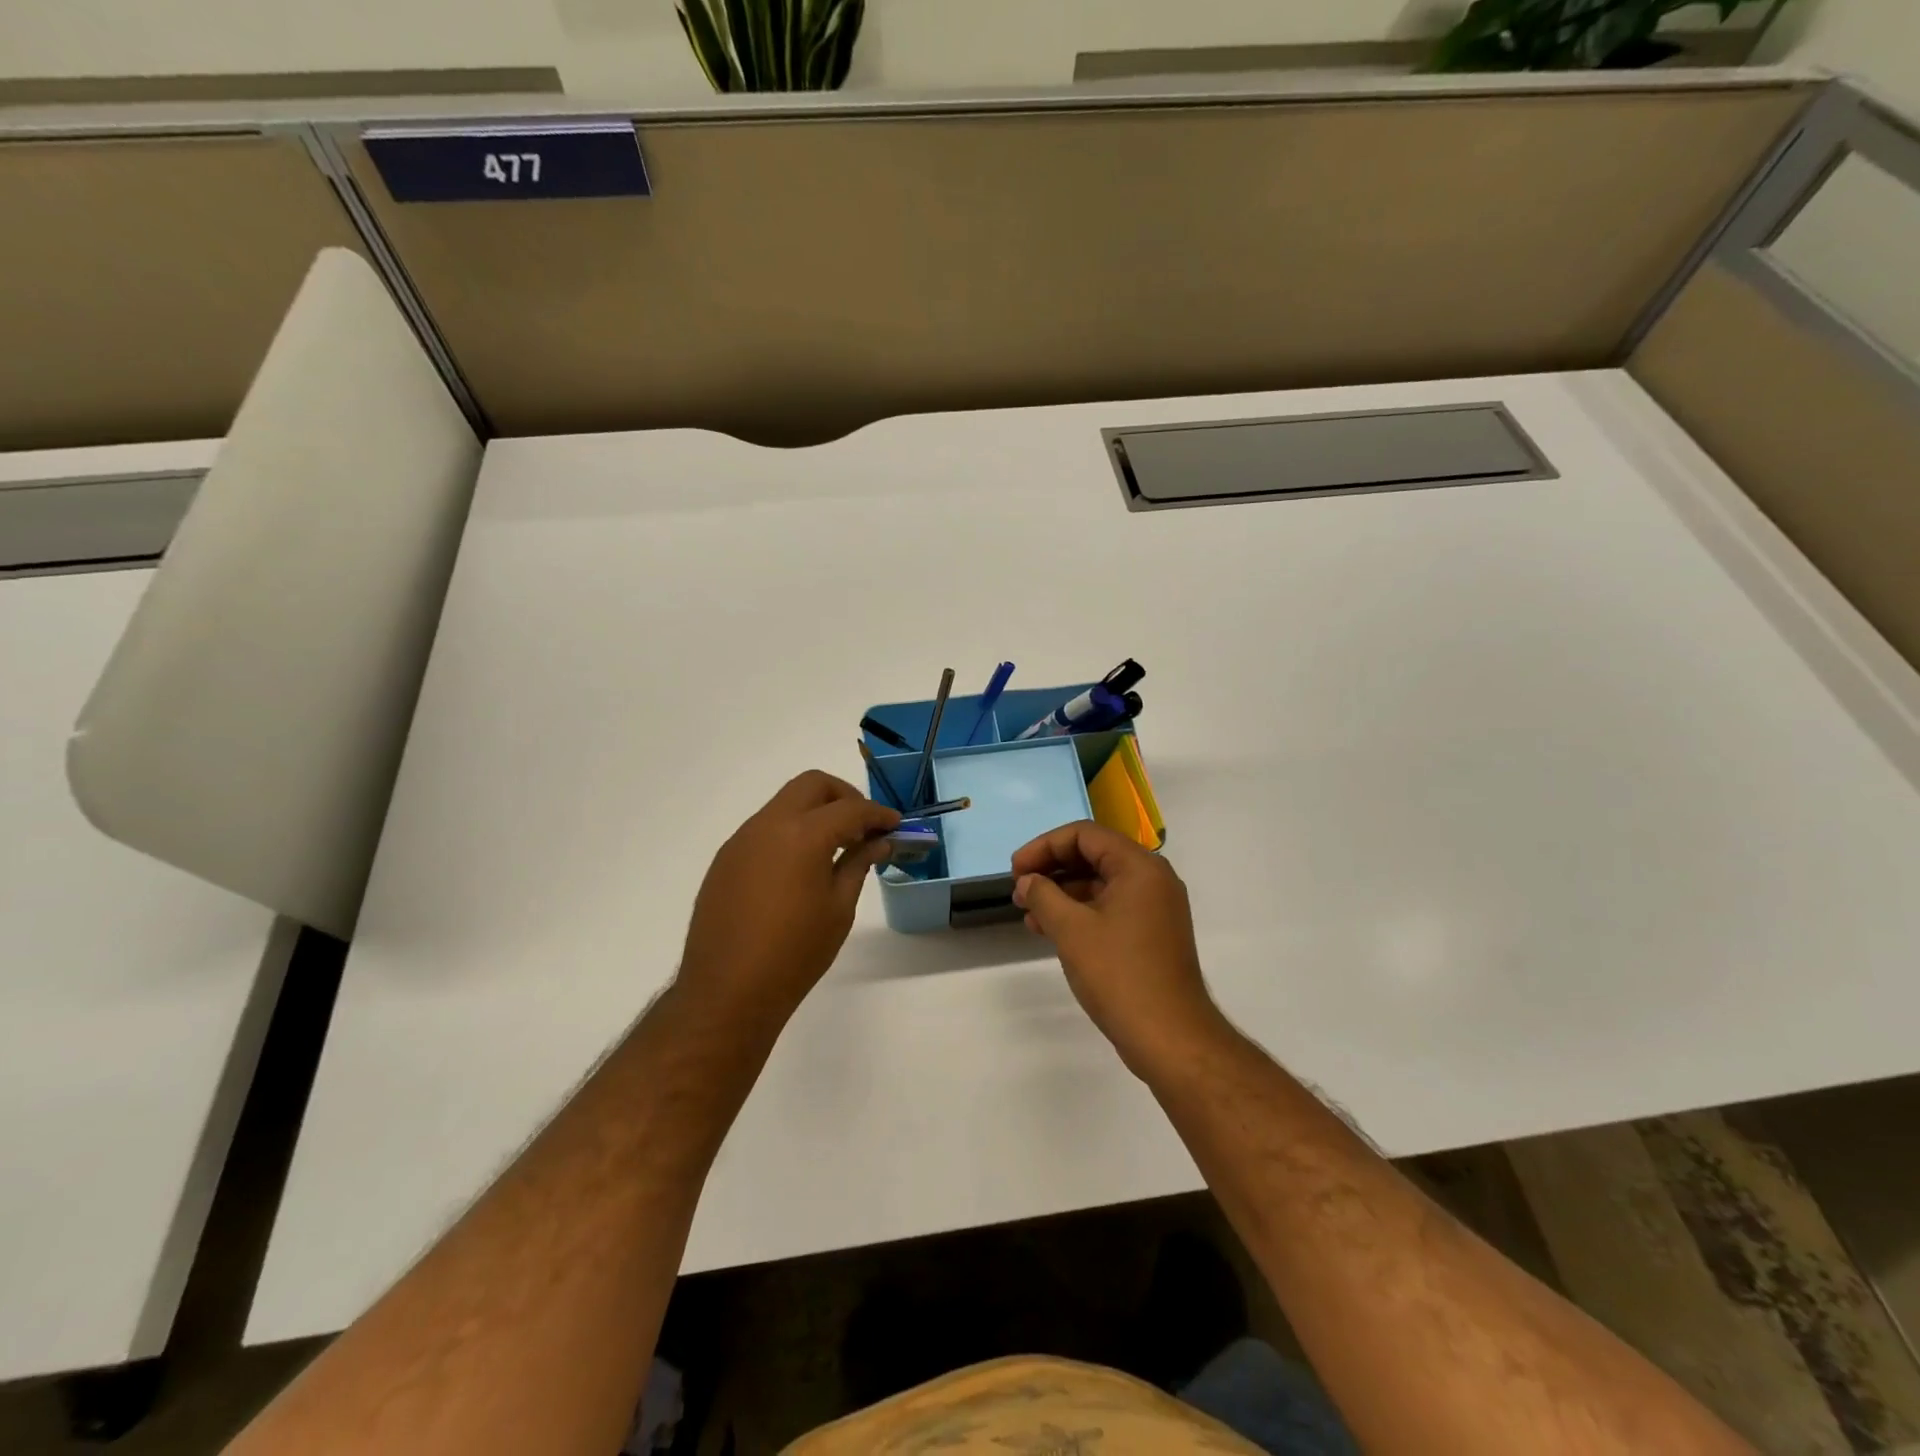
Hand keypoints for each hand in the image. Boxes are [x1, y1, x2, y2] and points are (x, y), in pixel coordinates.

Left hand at [678, 771, 898, 1028]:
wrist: (728, 992)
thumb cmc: (795, 954)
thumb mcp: (839, 908)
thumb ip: (858, 864)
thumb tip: (878, 843)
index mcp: (803, 835)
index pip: (850, 808)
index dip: (878, 814)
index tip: (895, 826)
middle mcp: (768, 825)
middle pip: (812, 785)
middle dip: (844, 796)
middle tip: (863, 826)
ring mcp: (742, 840)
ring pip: (785, 804)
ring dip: (815, 813)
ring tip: (835, 848)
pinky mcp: (726, 859)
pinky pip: (764, 829)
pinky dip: (790, 833)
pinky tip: (800, 867)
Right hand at [1012, 821, 1225, 1074]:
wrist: (1170, 1037)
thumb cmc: (1119, 974)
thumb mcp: (1071, 929)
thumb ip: (1043, 895)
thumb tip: (1027, 881)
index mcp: (1140, 866)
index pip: (1084, 835)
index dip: (1044, 846)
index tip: (1015, 869)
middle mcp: (1152, 879)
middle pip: (1093, 855)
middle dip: (1052, 869)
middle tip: (1019, 890)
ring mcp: (1155, 907)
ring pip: (1100, 884)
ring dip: (1062, 893)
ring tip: (1028, 914)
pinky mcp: (1152, 933)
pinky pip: (1110, 907)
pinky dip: (1080, 913)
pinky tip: (1051, 931)